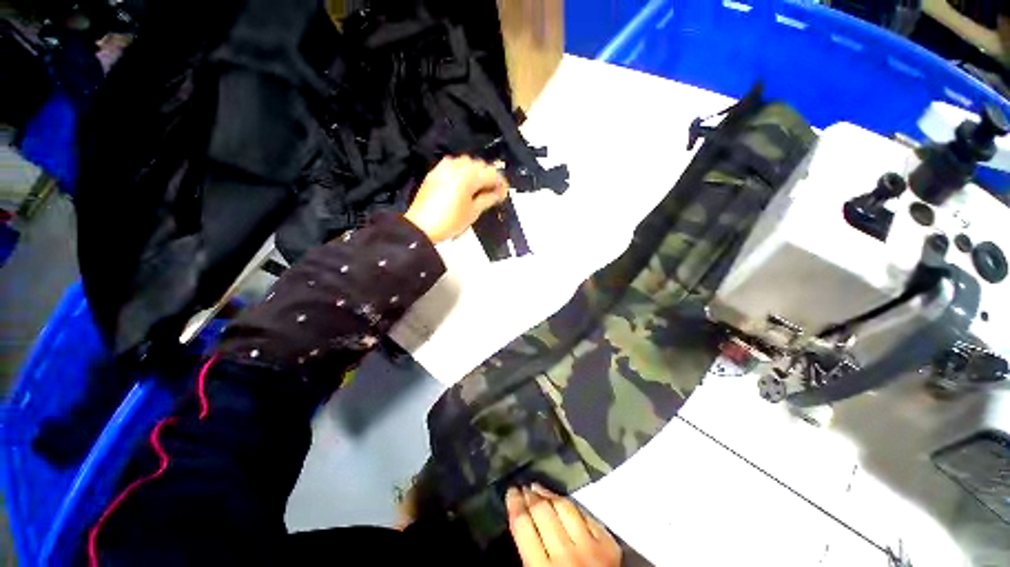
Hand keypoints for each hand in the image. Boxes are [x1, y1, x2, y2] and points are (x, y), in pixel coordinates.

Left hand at [405, 156, 508, 242]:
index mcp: (469, 175)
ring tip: (479, 190)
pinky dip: (462, 173)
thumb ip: (489, 198)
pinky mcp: (436, 172)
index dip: (501, 183)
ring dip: (476, 173)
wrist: (421, 226)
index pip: (492, 173)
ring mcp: (444, 167)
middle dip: (489, 177)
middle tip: (494, 192)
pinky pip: (454, 166)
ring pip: (467, 164)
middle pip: (480, 165)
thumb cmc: (449, 221)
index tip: (504, 193)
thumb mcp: (474, 212)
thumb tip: (499, 193)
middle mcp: (457, 165)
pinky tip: (464, 186)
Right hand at [506, 484, 621, 566]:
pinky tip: (563, 500)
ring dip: (549, 494)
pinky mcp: (609, 544)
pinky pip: (587, 515)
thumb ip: (529, 557)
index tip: (511, 492)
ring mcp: (590, 547)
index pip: (524, 526)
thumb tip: (521, 525)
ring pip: (565, 508)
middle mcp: (566, 555)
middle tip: (523, 488)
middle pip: (543, 512)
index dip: (515, 505)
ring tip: (538, 488)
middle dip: (530, 496)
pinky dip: (572, 505)